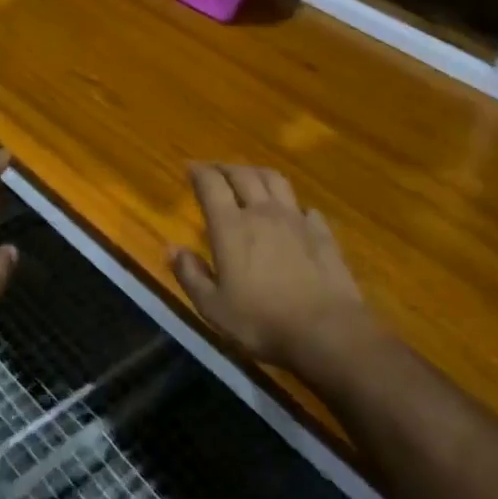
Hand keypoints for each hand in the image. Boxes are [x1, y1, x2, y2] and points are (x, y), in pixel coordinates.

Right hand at [172, 164, 374, 372]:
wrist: (326, 331)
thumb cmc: (261, 321)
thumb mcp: (213, 307)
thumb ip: (190, 274)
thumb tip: (172, 248)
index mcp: (231, 227)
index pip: (211, 185)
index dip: (199, 172)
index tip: (189, 167)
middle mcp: (262, 212)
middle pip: (243, 175)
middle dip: (225, 168)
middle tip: (214, 169)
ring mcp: (296, 219)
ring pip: (275, 180)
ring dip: (257, 173)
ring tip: (250, 177)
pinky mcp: (322, 233)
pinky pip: (304, 207)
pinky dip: (292, 204)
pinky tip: (292, 212)